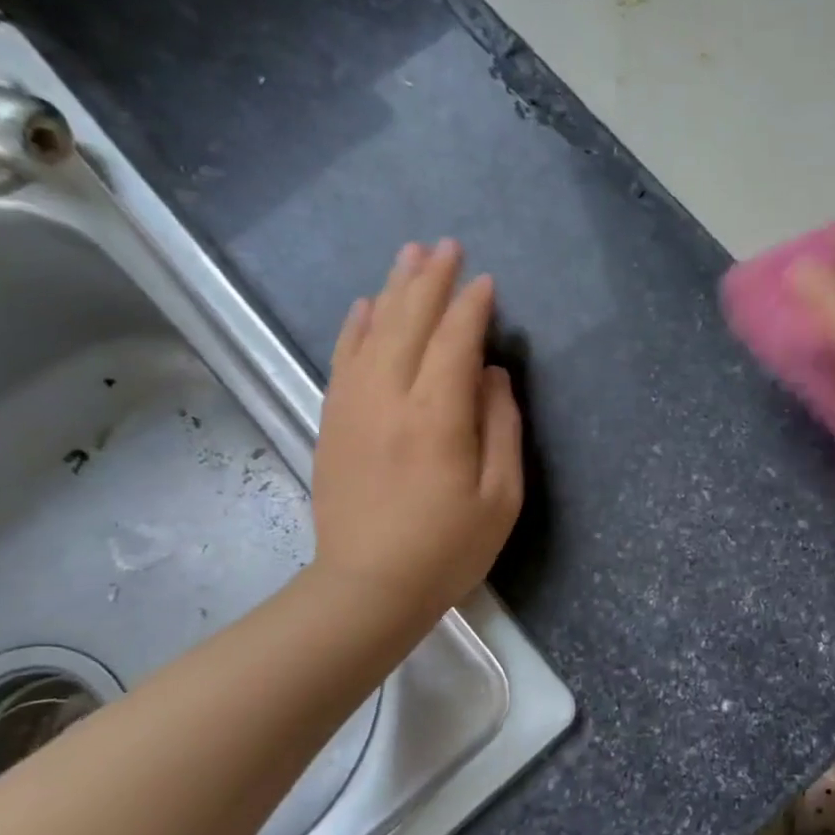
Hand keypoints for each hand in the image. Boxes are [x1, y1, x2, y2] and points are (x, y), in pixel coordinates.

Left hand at [311, 240, 521, 631]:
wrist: (368, 588)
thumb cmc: (449, 547)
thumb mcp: (500, 496)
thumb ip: (500, 428)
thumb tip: (492, 375)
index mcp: (438, 418)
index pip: (455, 343)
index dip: (472, 308)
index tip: (487, 281)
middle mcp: (390, 400)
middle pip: (410, 324)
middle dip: (431, 281)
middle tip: (447, 246)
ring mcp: (354, 408)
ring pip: (374, 333)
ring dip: (394, 290)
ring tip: (410, 256)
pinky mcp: (334, 422)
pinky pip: (344, 359)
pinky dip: (357, 326)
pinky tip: (367, 306)